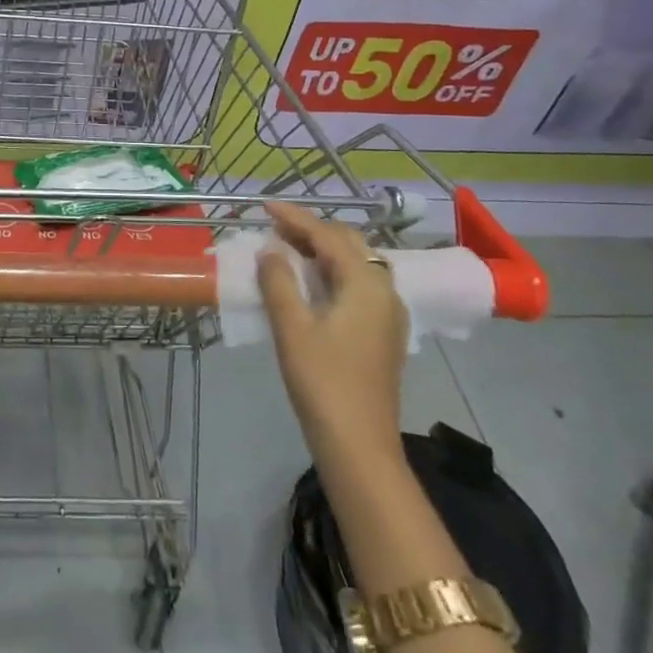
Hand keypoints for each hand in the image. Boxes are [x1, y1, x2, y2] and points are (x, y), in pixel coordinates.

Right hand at [258, 201, 409, 470]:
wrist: (359, 445)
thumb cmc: (323, 381)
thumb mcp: (292, 327)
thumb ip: (279, 281)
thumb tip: (270, 250)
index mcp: (366, 283)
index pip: (328, 236)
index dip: (295, 218)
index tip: (264, 206)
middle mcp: (384, 290)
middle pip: (348, 244)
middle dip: (311, 230)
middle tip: (274, 226)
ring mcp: (387, 314)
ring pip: (355, 264)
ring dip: (322, 251)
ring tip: (286, 247)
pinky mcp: (382, 333)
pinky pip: (357, 285)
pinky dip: (332, 272)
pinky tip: (310, 281)